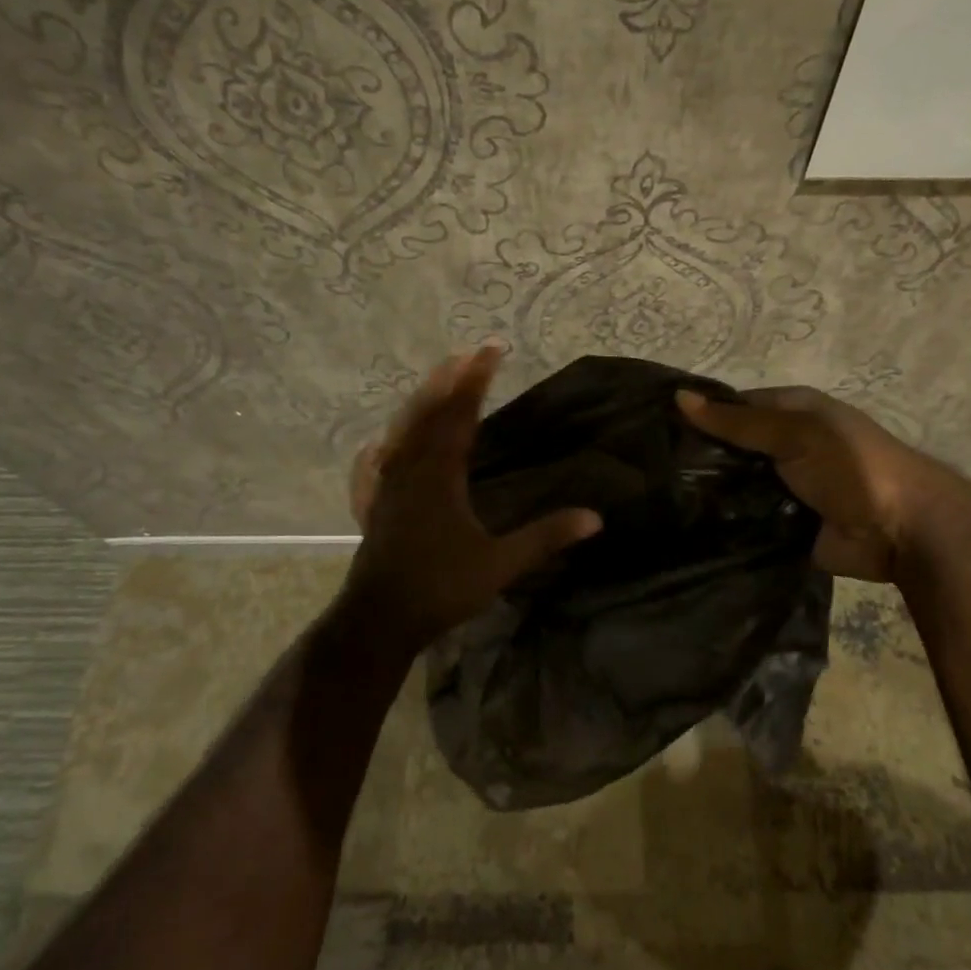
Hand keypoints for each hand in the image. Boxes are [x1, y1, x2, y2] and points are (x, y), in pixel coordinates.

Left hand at [343, 346, 600, 649]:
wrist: (379, 620)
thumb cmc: (441, 588)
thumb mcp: (500, 565)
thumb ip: (545, 537)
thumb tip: (595, 518)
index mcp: (440, 475)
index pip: (460, 415)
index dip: (476, 380)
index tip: (491, 349)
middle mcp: (410, 470)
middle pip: (427, 413)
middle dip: (448, 381)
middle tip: (466, 353)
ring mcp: (386, 487)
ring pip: (401, 434)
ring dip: (420, 404)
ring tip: (434, 383)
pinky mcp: (374, 507)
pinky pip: (377, 466)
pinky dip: (384, 448)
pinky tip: (379, 446)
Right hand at [676, 386, 970, 582]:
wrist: (900, 530)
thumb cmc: (851, 465)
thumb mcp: (795, 432)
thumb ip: (738, 422)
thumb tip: (678, 398)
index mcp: (791, 412)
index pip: (734, 406)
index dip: (700, 413)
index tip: (655, 426)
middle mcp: (784, 446)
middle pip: (731, 447)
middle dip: (699, 456)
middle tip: (648, 467)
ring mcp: (782, 487)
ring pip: (734, 484)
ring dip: (707, 491)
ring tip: (658, 497)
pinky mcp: (781, 524)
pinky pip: (744, 518)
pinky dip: (722, 520)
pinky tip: (684, 523)